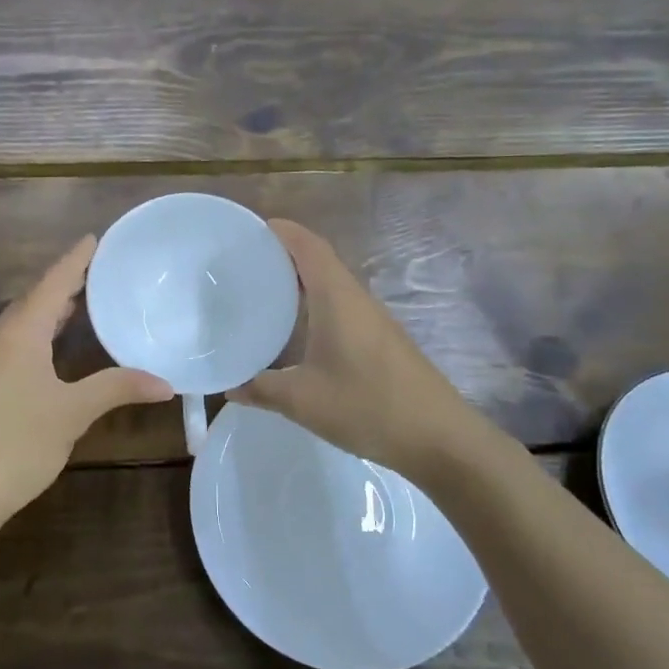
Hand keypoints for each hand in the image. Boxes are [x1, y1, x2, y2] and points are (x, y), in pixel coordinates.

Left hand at [0, 236, 171, 535]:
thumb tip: (166, 383)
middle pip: (32, 299)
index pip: (52, 283)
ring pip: (18, 322)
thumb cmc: (16, 444)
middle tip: (96, 272)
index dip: (75, 260)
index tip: (94, 238)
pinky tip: (48, 350)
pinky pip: (10, 342)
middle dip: (62, 283)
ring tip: (77, 305)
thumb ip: (117, 389)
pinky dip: (35, 333)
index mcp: (19, 333)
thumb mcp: (72, 414)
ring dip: (47, 310)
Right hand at [229, 220, 495, 482]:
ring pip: (331, 286)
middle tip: (243, 264)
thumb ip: (261, 388)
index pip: (308, 246)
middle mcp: (356, 299)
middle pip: (319, 260)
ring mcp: (373, 320)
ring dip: (300, 282)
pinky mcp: (381, 341)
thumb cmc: (367, 406)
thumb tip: (229, 385)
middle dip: (282, 255)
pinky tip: (297, 332)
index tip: (248, 230)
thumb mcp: (302, 400)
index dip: (280, 231)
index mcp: (337, 298)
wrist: (439, 438)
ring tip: (262, 292)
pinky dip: (314, 306)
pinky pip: (341, 308)